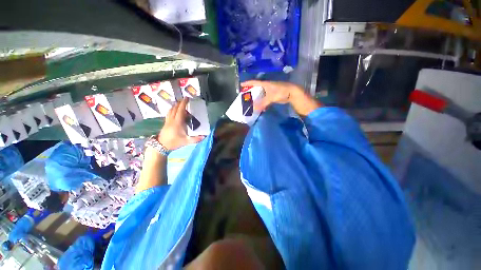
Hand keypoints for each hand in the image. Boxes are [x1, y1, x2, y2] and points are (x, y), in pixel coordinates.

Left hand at [158, 98, 204, 150]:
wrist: (161, 146)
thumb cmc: (174, 143)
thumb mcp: (186, 141)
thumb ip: (195, 139)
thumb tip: (204, 137)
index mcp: (177, 122)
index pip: (180, 110)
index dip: (184, 103)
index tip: (187, 98)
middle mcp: (172, 119)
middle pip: (175, 108)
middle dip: (180, 103)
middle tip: (185, 100)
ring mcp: (168, 121)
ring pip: (171, 110)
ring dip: (175, 106)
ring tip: (180, 105)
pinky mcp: (165, 123)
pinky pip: (169, 113)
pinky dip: (172, 110)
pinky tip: (174, 112)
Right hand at [241, 80, 320, 116]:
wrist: (292, 93)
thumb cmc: (281, 92)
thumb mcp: (271, 97)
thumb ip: (262, 103)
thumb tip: (254, 109)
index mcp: (265, 84)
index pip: (254, 82)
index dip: (247, 83)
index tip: (241, 85)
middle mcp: (266, 86)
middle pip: (256, 89)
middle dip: (250, 92)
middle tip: (244, 96)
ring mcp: (269, 91)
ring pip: (260, 94)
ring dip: (256, 98)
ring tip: (250, 103)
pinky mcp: (272, 96)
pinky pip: (264, 99)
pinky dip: (262, 103)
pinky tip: (260, 108)